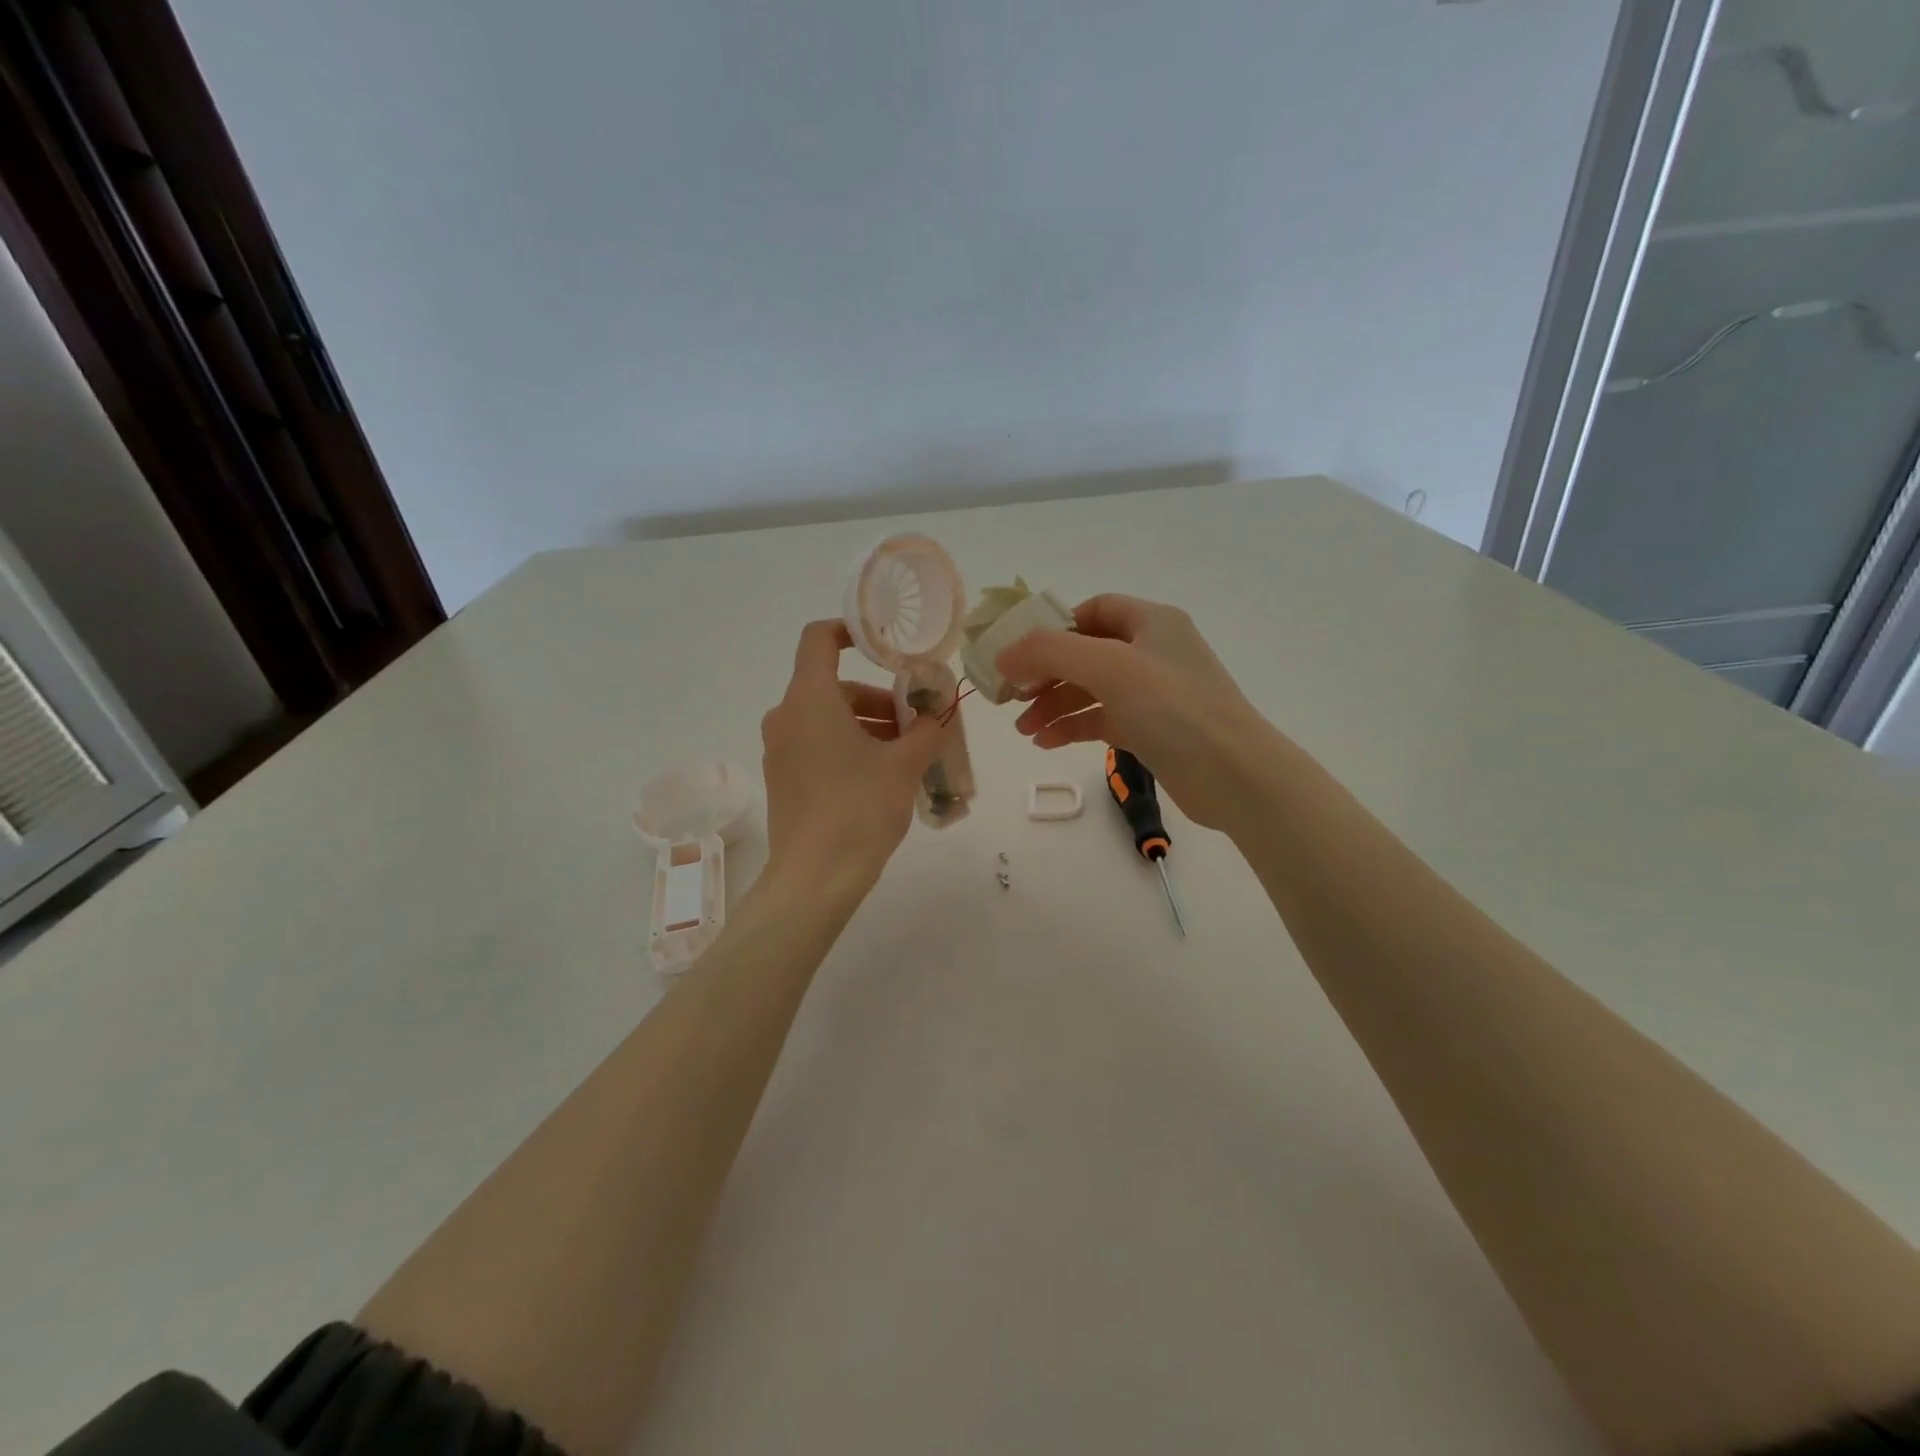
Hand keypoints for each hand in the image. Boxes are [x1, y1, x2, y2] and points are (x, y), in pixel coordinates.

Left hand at [760, 621, 944, 900]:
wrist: (814, 879)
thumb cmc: (859, 809)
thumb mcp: (904, 765)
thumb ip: (926, 730)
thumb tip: (935, 716)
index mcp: (809, 700)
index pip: (819, 639)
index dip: (852, 631)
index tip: (887, 647)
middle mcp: (786, 717)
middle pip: (833, 686)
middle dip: (878, 699)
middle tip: (916, 723)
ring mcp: (779, 750)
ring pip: (827, 719)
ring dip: (867, 726)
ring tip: (907, 754)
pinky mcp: (782, 778)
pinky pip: (817, 745)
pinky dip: (848, 746)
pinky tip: (881, 776)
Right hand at [997, 595, 1275, 830]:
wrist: (1234, 775)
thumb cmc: (1173, 708)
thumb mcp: (1108, 667)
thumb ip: (1050, 653)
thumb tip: (1004, 656)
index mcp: (1151, 622)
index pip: (1092, 610)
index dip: (1053, 628)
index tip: (1019, 653)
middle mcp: (1152, 651)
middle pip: (1086, 652)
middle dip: (1046, 674)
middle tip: (1011, 697)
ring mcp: (1153, 693)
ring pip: (1091, 689)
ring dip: (1054, 705)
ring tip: (1023, 729)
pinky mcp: (1151, 729)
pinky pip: (1102, 718)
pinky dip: (1073, 727)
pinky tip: (1046, 742)